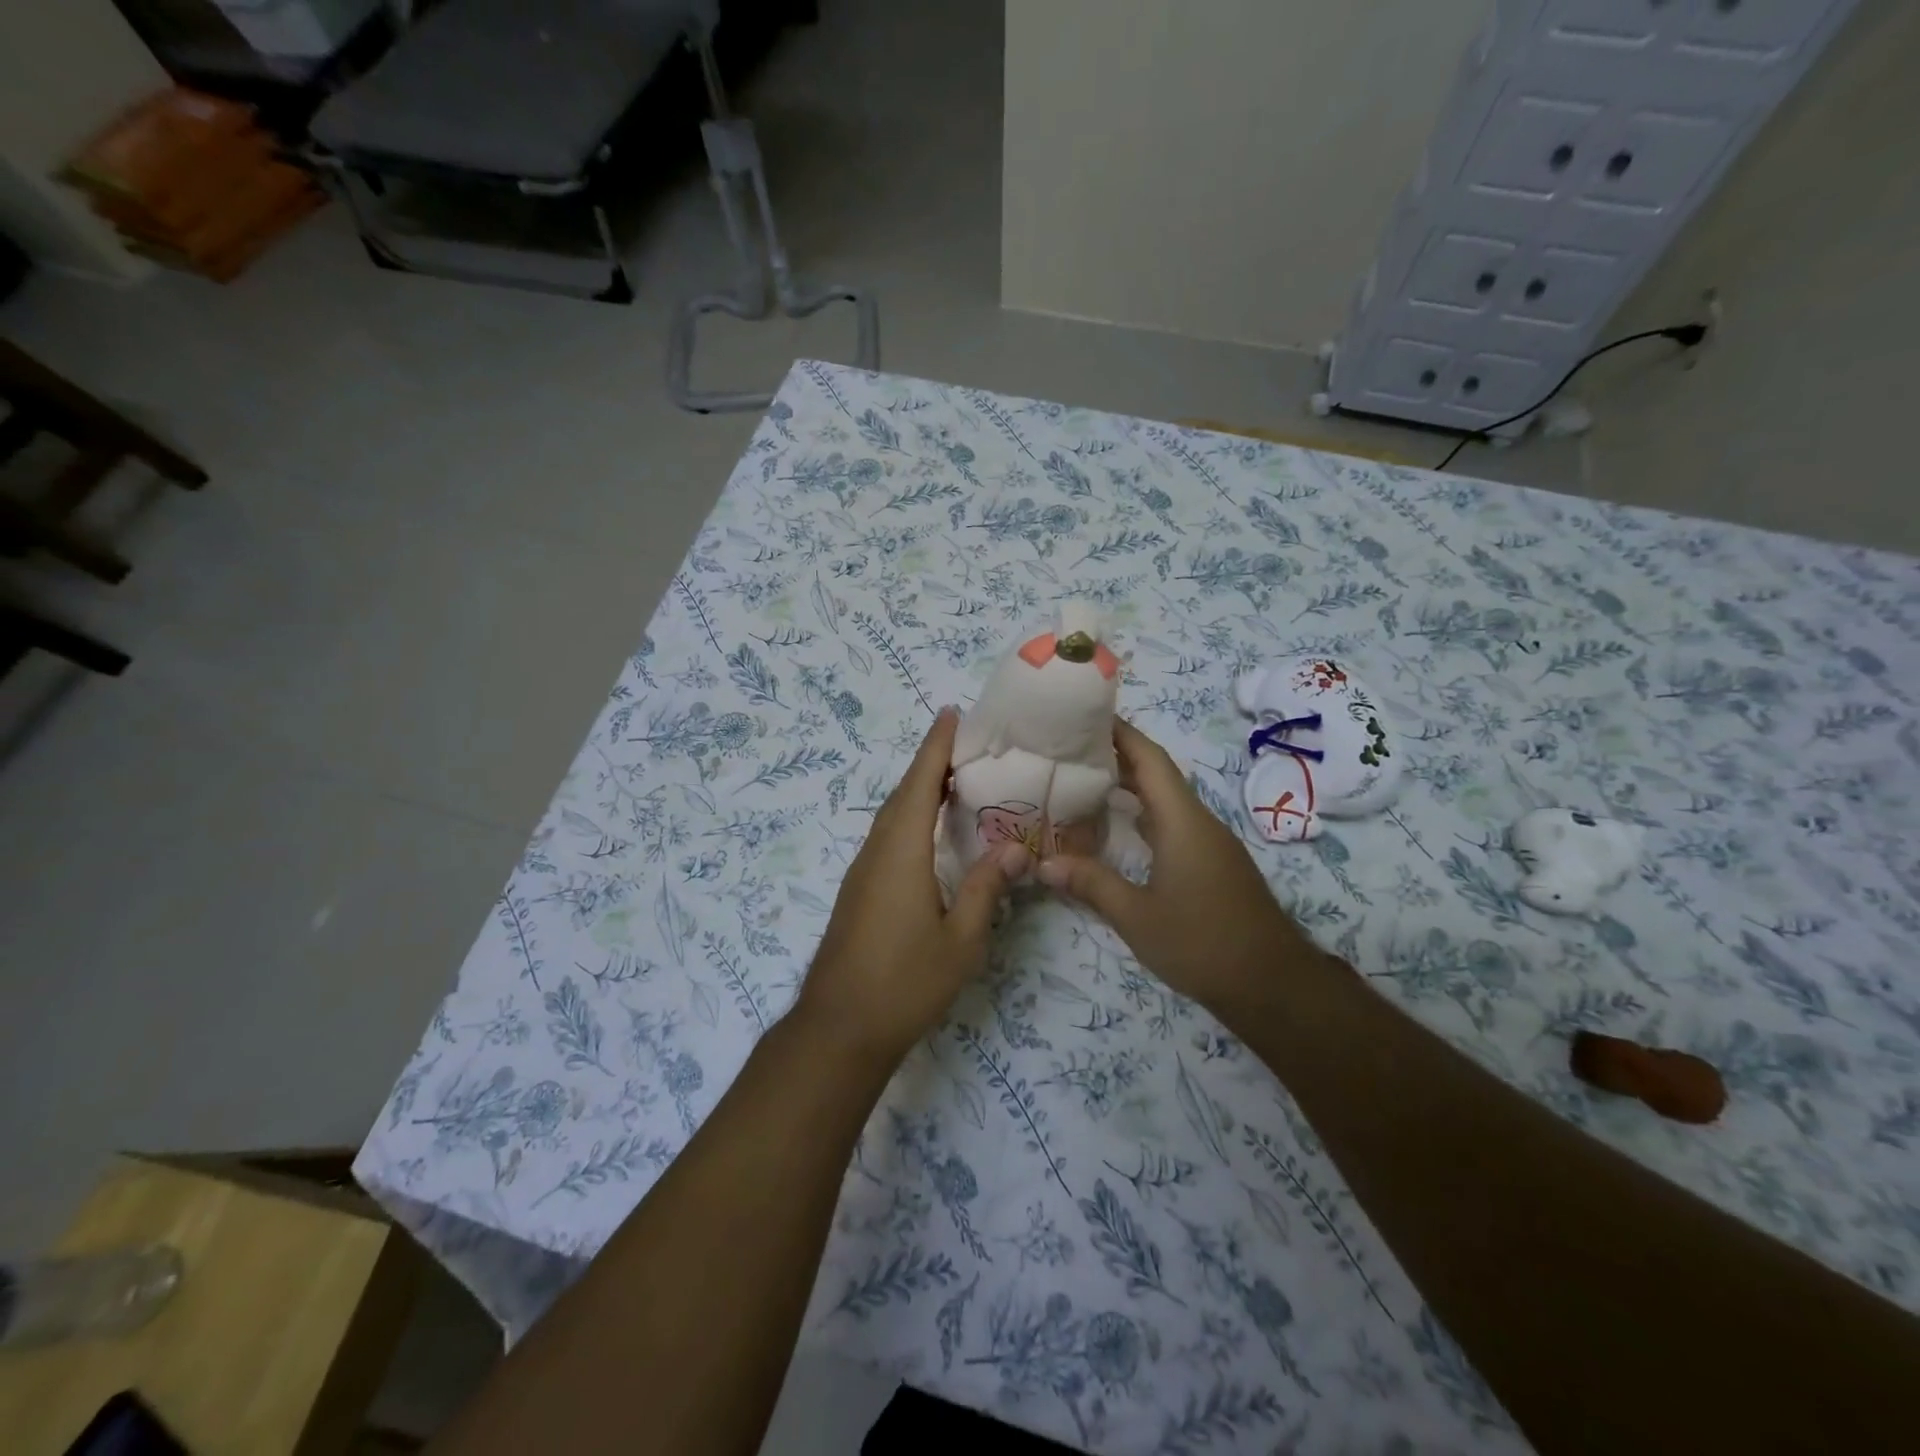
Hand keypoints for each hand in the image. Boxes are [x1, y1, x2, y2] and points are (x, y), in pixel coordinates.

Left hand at [795, 709, 1024, 1064]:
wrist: (839, 1028)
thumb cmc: (905, 983)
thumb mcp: (961, 940)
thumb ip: (986, 888)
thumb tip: (1014, 848)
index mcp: (901, 853)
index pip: (920, 785)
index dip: (936, 748)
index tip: (951, 714)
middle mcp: (876, 853)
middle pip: (903, 795)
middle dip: (930, 763)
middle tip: (964, 742)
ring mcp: (862, 873)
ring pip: (891, 817)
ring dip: (918, 790)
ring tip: (953, 778)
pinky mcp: (859, 892)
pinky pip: (887, 837)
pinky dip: (909, 818)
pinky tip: (928, 832)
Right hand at [1038, 719, 1319, 1011]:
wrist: (1272, 984)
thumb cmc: (1202, 944)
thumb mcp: (1137, 917)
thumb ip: (1091, 884)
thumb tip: (1043, 864)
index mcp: (1182, 821)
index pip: (1149, 760)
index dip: (1119, 733)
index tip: (1084, 715)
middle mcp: (1198, 822)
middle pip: (1157, 774)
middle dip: (1117, 756)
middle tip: (1069, 749)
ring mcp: (1210, 842)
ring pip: (1165, 799)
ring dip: (1129, 785)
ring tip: (1084, 780)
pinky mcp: (1213, 863)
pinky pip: (1173, 822)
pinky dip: (1143, 813)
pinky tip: (1117, 826)